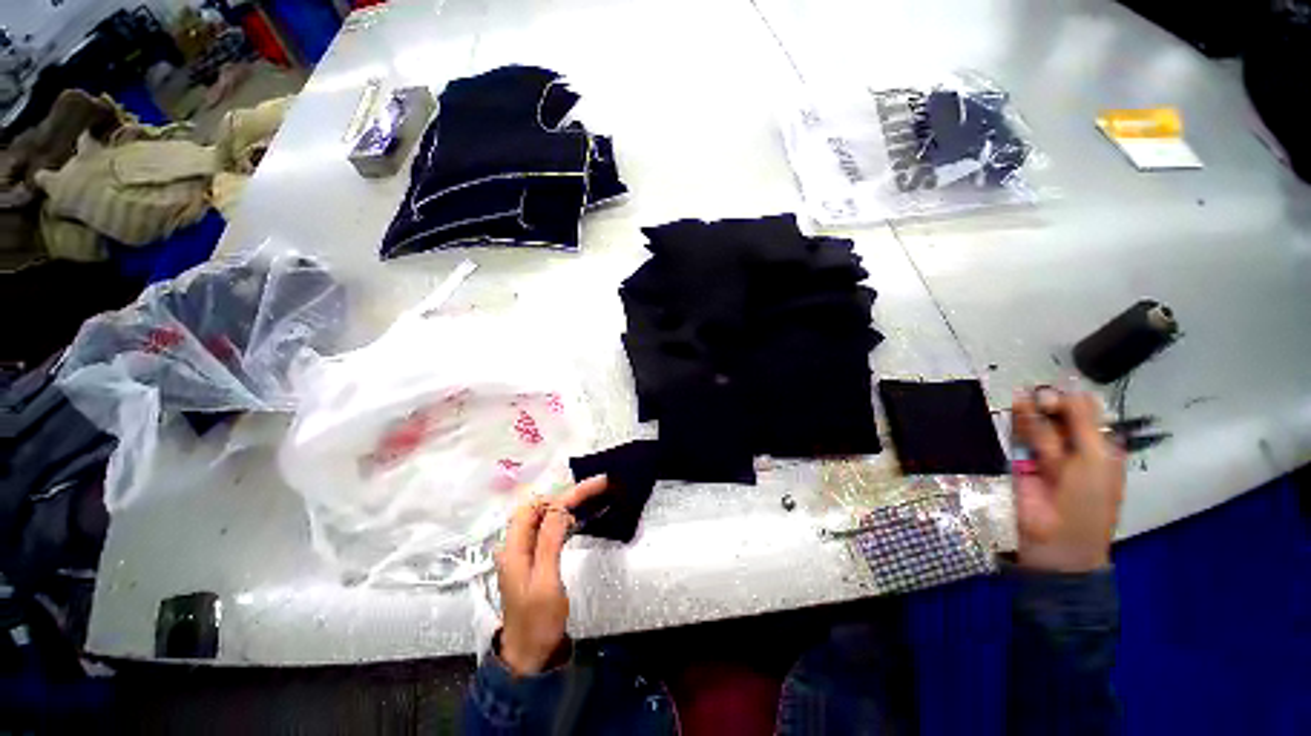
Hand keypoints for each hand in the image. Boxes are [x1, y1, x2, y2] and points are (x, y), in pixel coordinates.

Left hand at [495, 476, 607, 675]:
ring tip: (593, 495)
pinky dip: (564, 517)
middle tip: (597, 487)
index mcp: (513, 548)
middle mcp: (515, 544)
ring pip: (544, 515)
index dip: (566, 493)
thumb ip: (549, 542)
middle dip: (568, 493)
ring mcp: (523, 551)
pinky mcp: (534, 558)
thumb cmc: (537, 622)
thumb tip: (560, 508)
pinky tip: (579, 516)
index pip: (538, 507)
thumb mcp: (545, 582)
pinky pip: (548, 528)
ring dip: (567, 503)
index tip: (594, 486)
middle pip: (540, 506)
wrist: (529, 655)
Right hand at [1011, 389, 1124, 572]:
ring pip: (1036, 425)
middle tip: (1043, 398)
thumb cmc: (1088, 500)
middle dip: (1051, 404)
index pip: (1085, 414)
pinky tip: (1013, 406)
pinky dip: (1014, 422)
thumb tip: (1070, 387)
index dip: (1074, 400)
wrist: (1055, 539)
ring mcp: (1041, 455)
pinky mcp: (1015, 462)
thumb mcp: (1094, 459)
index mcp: (1097, 447)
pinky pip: (1015, 438)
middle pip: (1058, 416)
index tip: (1064, 390)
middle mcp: (1070, 447)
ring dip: (1031, 411)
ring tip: (1021, 396)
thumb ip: (1082, 423)